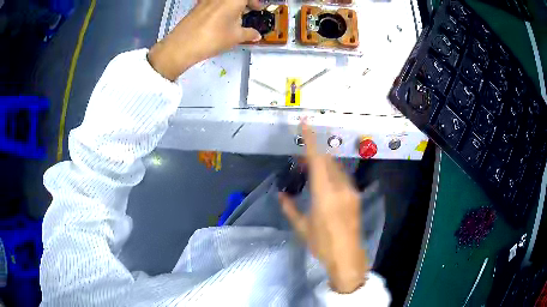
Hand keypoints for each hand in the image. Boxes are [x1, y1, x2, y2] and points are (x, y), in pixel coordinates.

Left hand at [148, 0, 261, 80]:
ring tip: (233, 18)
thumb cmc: (213, 39)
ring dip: (231, 6)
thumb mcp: (235, 37)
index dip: (255, 2)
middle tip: (246, 13)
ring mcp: (207, 0)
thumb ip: (249, 33)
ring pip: (223, 1)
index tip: (257, 9)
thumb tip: (257, 35)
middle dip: (243, 3)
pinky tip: (218, 20)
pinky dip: (219, 7)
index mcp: (233, 0)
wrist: (182, 45)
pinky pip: (212, 3)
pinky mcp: (197, 6)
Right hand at [278, 123, 367, 293]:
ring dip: (323, 164)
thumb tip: (281, 196)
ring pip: (336, 167)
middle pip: (328, 160)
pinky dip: (331, 173)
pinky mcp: (355, 196)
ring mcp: (351, 191)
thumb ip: (290, 209)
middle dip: (314, 154)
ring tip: (309, 171)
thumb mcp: (302, 228)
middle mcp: (340, 188)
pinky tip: (324, 183)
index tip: (305, 124)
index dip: (310, 140)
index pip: (316, 161)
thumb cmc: (322, 244)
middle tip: (300, 160)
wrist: (347, 257)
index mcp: (324, 195)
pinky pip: (342, 177)